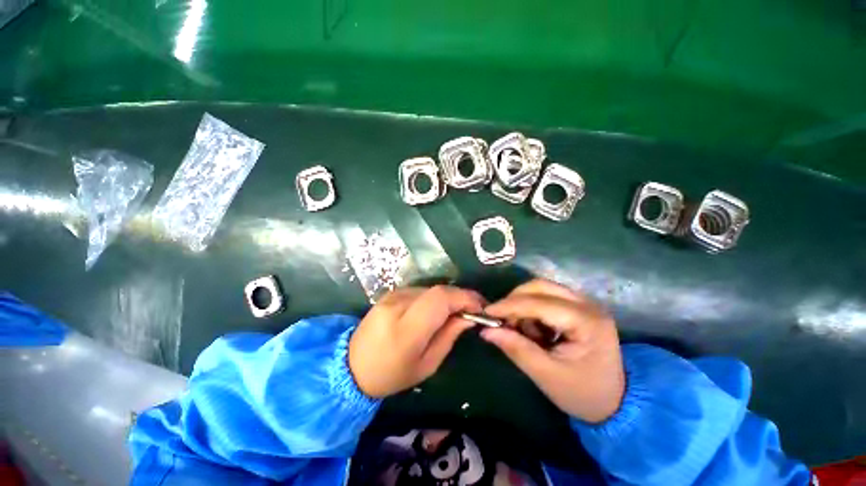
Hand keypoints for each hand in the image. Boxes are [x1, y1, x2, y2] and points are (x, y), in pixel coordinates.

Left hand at [349, 285, 484, 397]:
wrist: (352, 365)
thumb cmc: (391, 374)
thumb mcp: (427, 365)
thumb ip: (449, 336)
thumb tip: (468, 316)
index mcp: (406, 329)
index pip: (440, 300)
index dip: (464, 298)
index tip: (480, 306)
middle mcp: (397, 305)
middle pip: (437, 290)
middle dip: (460, 297)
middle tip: (472, 309)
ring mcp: (391, 296)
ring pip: (430, 289)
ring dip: (447, 297)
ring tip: (455, 311)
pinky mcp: (390, 293)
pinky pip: (420, 291)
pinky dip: (433, 298)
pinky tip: (436, 310)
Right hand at [481, 279, 624, 422]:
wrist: (615, 402)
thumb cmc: (583, 393)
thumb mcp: (546, 375)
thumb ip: (516, 349)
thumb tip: (486, 330)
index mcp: (587, 322)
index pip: (539, 303)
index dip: (509, 305)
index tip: (486, 312)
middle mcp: (587, 304)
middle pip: (541, 286)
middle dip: (515, 300)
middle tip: (502, 320)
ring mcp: (584, 303)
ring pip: (542, 288)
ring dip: (523, 304)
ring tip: (520, 329)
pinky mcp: (578, 306)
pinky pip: (547, 296)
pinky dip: (532, 308)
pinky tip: (533, 329)